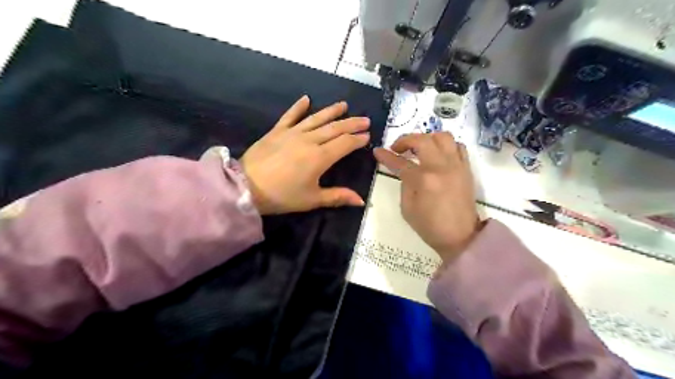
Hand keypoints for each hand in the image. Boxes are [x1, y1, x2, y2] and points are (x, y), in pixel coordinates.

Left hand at [242, 95, 368, 213]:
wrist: (246, 187)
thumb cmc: (282, 196)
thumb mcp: (312, 199)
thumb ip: (338, 197)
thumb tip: (361, 201)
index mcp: (320, 157)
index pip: (345, 143)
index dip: (357, 139)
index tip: (367, 136)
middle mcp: (309, 140)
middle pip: (335, 128)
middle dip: (352, 123)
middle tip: (365, 119)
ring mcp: (292, 133)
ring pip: (317, 118)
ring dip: (332, 111)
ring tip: (344, 105)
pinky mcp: (277, 131)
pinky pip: (290, 115)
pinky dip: (298, 106)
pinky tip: (306, 98)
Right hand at [375, 133, 479, 262]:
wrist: (461, 237)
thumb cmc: (430, 226)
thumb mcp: (407, 208)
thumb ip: (405, 185)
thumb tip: (406, 171)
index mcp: (424, 180)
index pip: (401, 163)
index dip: (386, 156)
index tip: (378, 151)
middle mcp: (441, 167)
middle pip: (423, 140)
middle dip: (406, 140)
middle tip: (398, 149)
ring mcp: (457, 166)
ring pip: (443, 137)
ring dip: (428, 138)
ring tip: (420, 148)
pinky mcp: (466, 169)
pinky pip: (458, 146)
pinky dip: (446, 145)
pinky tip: (438, 154)